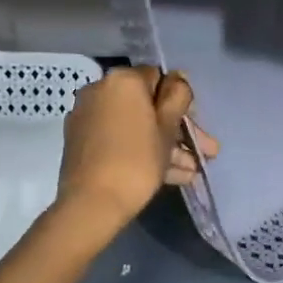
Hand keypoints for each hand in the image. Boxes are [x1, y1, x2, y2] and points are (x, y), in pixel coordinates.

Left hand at [55, 66, 217, 233]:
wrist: (91, 204)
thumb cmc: (137, 161)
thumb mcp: (168, 127)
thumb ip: (177, 96)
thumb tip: (177, 78)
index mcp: (122, 80)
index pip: (159, 78)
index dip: (180, 102)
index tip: (194, 128)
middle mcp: (100, 90)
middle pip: (146, 105)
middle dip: (176, 129)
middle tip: (202, 152)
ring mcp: (87, 117)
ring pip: (134, 125)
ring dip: (164, 145)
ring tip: (190, 172)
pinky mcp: (81, 142)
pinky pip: (118, 138)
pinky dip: (140, 150)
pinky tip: (170, 175)